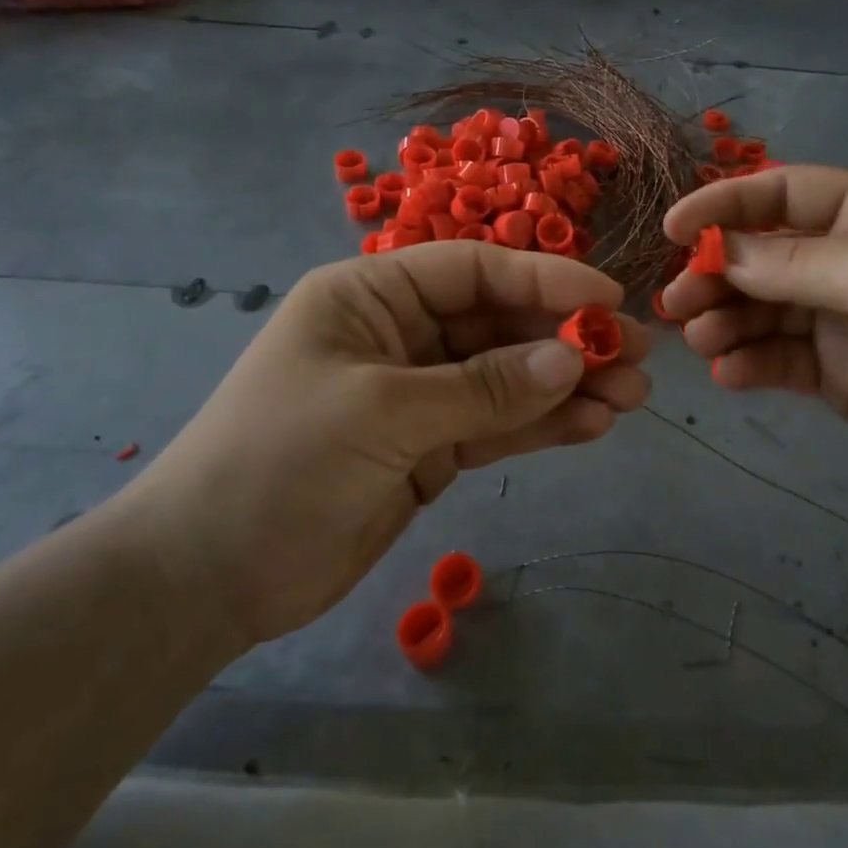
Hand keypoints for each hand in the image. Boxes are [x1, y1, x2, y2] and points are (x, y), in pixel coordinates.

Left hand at [117, 243, 649, 645]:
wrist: (209, 576)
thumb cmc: (279, 464)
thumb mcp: (383, 413)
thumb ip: (482, 388)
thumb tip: (570, 362)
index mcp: (370, 297)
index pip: (473, 271)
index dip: (544, 280)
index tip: (608, 302)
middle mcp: (399, 336)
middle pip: (498, 326)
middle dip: (566, 341)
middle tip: (637, 356)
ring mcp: (417, 396)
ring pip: (506, 380)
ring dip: (566, 387)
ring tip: (632, 397)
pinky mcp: (427, 450)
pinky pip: (495, 428)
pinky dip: (540, 427)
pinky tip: (592, 426)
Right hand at [661, 166, 847, 522]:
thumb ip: (796, 263)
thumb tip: (718, 250)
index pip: (785, 193)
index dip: (726, 205)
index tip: (673, 230)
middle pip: (764, 253)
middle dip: (718, 272)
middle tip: (677, 300)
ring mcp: (843, 320)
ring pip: (762, 308)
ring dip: (725, 319)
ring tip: (701, 339)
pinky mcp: (834, 375)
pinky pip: (776, 358)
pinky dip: (747, 362)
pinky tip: (731, 374)